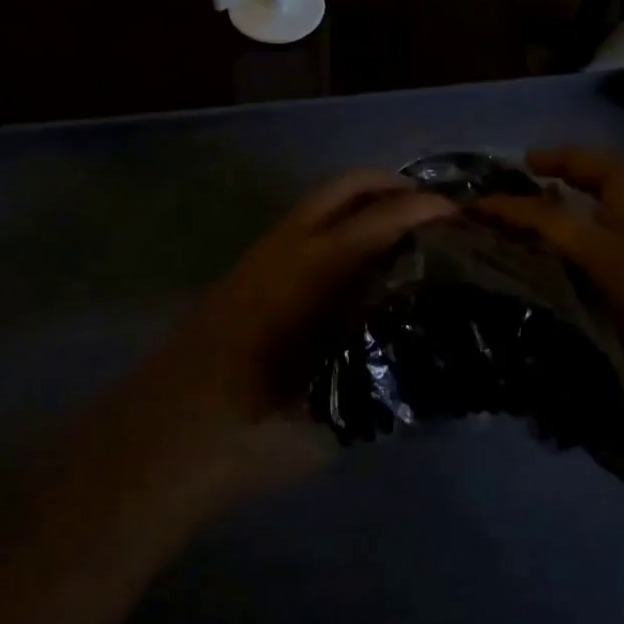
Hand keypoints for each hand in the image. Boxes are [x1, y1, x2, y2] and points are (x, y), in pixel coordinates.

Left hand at [135, 172, 455, 501]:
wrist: (162, 438)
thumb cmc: (253, 428)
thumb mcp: (335, 409)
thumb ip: (382, 372)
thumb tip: (425, 353)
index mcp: (314, 270)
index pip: (381, 217)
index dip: (424, 209)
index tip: (461, 216)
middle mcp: (287, 248)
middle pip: (344, 187)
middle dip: (390, 185)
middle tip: (430, 209)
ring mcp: (260, 258)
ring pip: (318, 206)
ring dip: (360, 204)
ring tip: (398, 234)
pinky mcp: (244, 275)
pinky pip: (301, 230)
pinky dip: (335, 227)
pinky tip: (353, 268)